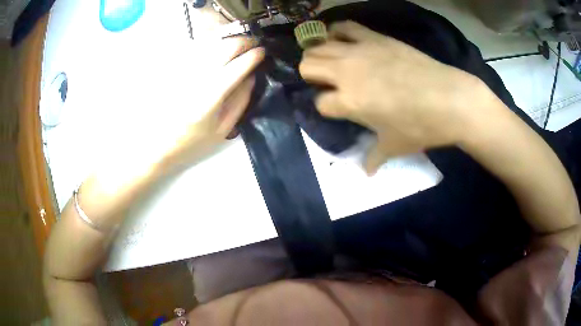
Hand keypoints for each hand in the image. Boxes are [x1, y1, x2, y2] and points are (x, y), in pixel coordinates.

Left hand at [159, 36, 264, 171]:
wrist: (159, 143)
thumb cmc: (193, 141)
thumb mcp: (223, 129)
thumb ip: (241, 100)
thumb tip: (252, 75)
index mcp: (211, 97)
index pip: (237, 67)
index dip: (254, 56)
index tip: (263, 52)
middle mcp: (197, 78)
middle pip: (225, 48)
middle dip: (244, 41)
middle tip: (254, 44)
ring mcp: (185, 71)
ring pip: (212, 43)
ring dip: (229, 40)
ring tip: (239, 43)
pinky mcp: (176, 69)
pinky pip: (197, 47)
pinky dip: (213, 42)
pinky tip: (219, 46)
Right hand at [299, 21, 488, 173]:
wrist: (450, 99)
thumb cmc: (421, 126)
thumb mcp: (394, 146)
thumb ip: (374, 157)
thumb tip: (367, 172)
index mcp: (349, 102)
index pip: (320, 103)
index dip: (325, 107)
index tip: (336, 109)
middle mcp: (346, 73)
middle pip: (308, 66)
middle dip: (311, 75)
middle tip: (325, 81)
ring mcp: (359, 51)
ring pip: (319, 45)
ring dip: (318, 54)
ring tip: (330, 61)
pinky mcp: (375, 38)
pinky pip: (345, 26)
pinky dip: (337, 32)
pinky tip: (342, 40)